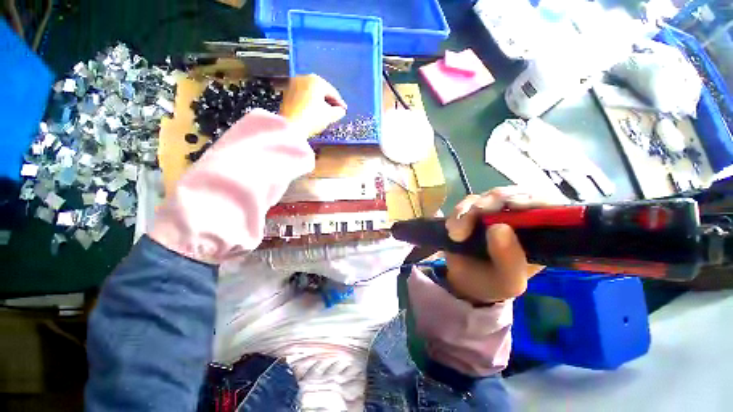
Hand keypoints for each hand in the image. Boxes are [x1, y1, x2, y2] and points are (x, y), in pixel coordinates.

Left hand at [280, 74, 346, 135]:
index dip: (340, 103)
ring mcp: (293, 85)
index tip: (344, 111)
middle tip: (335, 112)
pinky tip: (313, 113)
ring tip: (324, 114)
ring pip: (311, 94)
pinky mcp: (286, 94)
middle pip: (321, 91)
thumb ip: (338, 112)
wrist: (290, 127)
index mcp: (317, 81)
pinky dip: (309, 104)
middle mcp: (304, 78)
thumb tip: (340, 111)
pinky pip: (303, 98)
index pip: (333, 93)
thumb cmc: (312, 118)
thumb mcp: (330, 116)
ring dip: (318, 103)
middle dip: (328, 102)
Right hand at [444, 187, 558, 304]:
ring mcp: (494, 212)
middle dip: (493, 201)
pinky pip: (465, 204)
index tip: (514, 205)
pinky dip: (457, 214)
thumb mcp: (508, 282)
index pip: (547, 207)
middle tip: (477, 212)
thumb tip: (499, 228)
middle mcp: (519, 218)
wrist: (465, 281)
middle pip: (513, 195)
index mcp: (539, 234)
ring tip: (457, 233)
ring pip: (485, 197)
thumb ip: (509, 261)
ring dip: (468, 211)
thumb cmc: (494, 283)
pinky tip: (452, 230)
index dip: (533, 200)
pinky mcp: (472, 211)